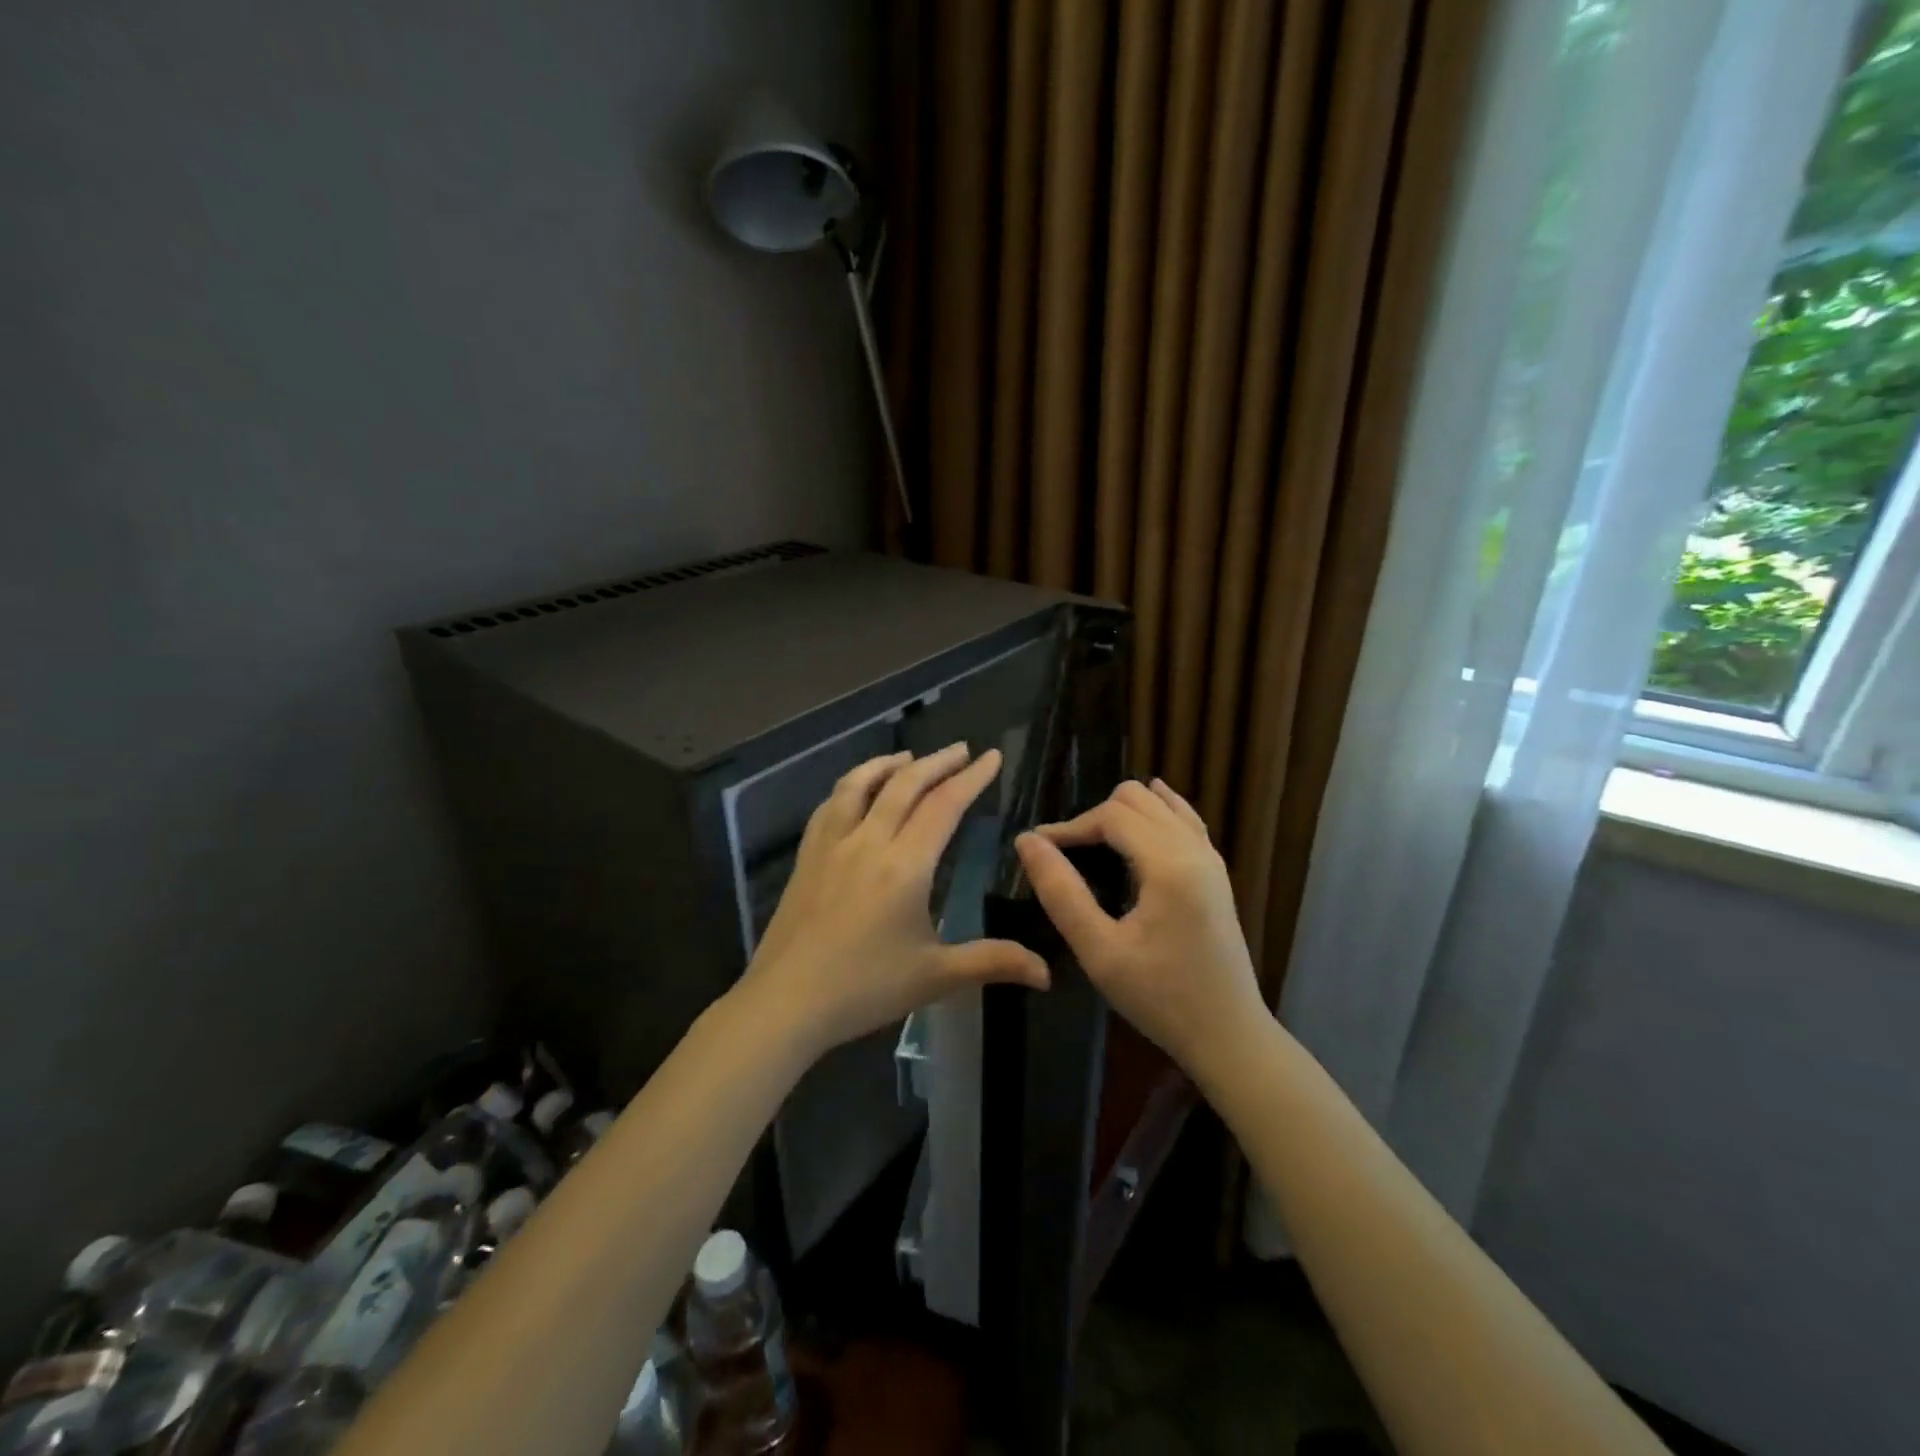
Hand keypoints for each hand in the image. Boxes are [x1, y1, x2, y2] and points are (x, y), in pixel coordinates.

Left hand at [740, 744, 1050, 1056]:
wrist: (786, 1001)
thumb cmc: (865, 988)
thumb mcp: (935, 977)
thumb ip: (992, 962)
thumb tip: (1046, 972)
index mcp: (905, 866)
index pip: (944, 806)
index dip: (971, 778)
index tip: (991, 756)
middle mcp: (868, 841)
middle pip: (905, 785)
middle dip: (938, 762)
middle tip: (962, 750)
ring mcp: (831, 845)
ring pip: (860, 784)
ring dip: (889, 764)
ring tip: (910, 758)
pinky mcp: (806, 856)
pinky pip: (830, 805)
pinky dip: (851, 786)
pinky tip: (856, 792)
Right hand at [1014, 779, 1268, 1079]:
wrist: (1229, 1034)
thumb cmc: (1160, 997)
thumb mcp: (1100, 951)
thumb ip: (1061, 892)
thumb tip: (1028, 842)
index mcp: (1169, 864)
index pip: (1111, 815)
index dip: (1071, 825)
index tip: (1039, 848)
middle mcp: (1194, 848)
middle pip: (1136, 799)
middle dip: (1096, 817)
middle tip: (1068, 854)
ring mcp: (1211, 857)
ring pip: (1161, 803)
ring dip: (1124, 814)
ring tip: (1095, 845)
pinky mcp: (1216, 871)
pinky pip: (1183, 819)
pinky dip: (1155, 814)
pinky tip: (1137, 826)